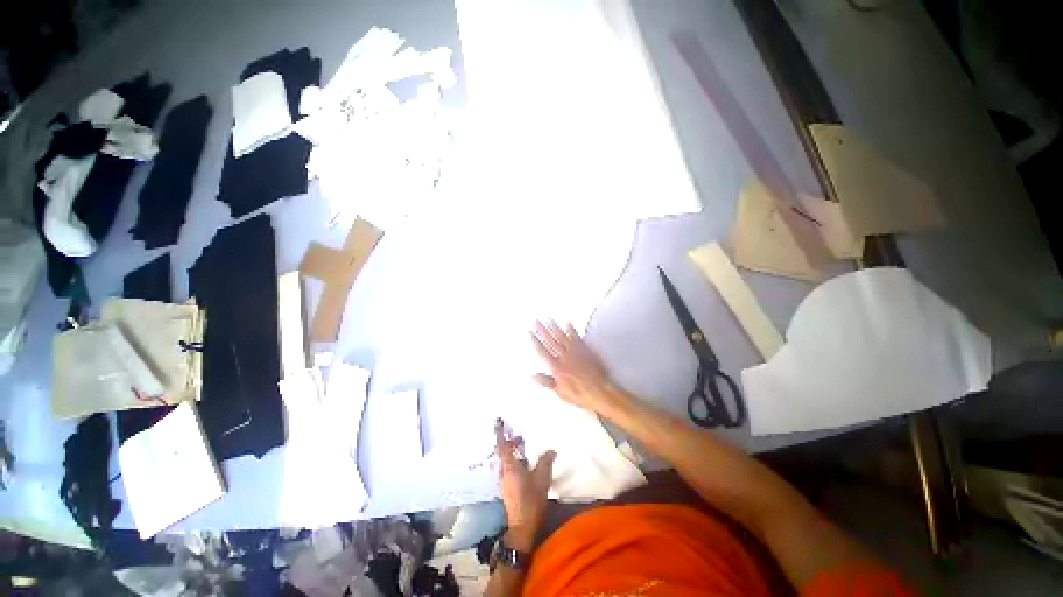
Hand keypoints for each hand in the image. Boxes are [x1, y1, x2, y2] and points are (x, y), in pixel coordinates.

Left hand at [495, 418, 554, 550]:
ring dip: (512, 453)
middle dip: (509, 443)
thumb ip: (546, 462)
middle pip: (502, 452)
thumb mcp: (542, 478)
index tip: (497, 421)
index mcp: (509, 466)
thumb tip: (551, 450)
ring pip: (504, 461)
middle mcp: (502, 472)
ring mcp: (502, 482)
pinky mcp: (506, 489)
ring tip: (523, 450)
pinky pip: (507, 469)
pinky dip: (513, 462)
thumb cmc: (531, 500)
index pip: (502, 445)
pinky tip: (524, 466)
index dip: (500, 432)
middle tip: (520, 438)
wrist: (523, 526)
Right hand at [530, 321, 616, 412]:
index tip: (530, 333)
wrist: (600, 391)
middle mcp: (564, 357)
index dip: (535, 341)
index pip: (543, 351)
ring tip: (548, 319)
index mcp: (557, 367)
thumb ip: (546, 382)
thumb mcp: (559, 392)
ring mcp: (575, 352)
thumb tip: (532, 376)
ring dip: (554, 327)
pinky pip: (576, 337)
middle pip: (550, 340)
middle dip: (542, 330)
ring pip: (562, 336)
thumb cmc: (580, 394)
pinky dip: (571, 329)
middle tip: (535, 321)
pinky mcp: (585, 350)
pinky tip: (567, 323)